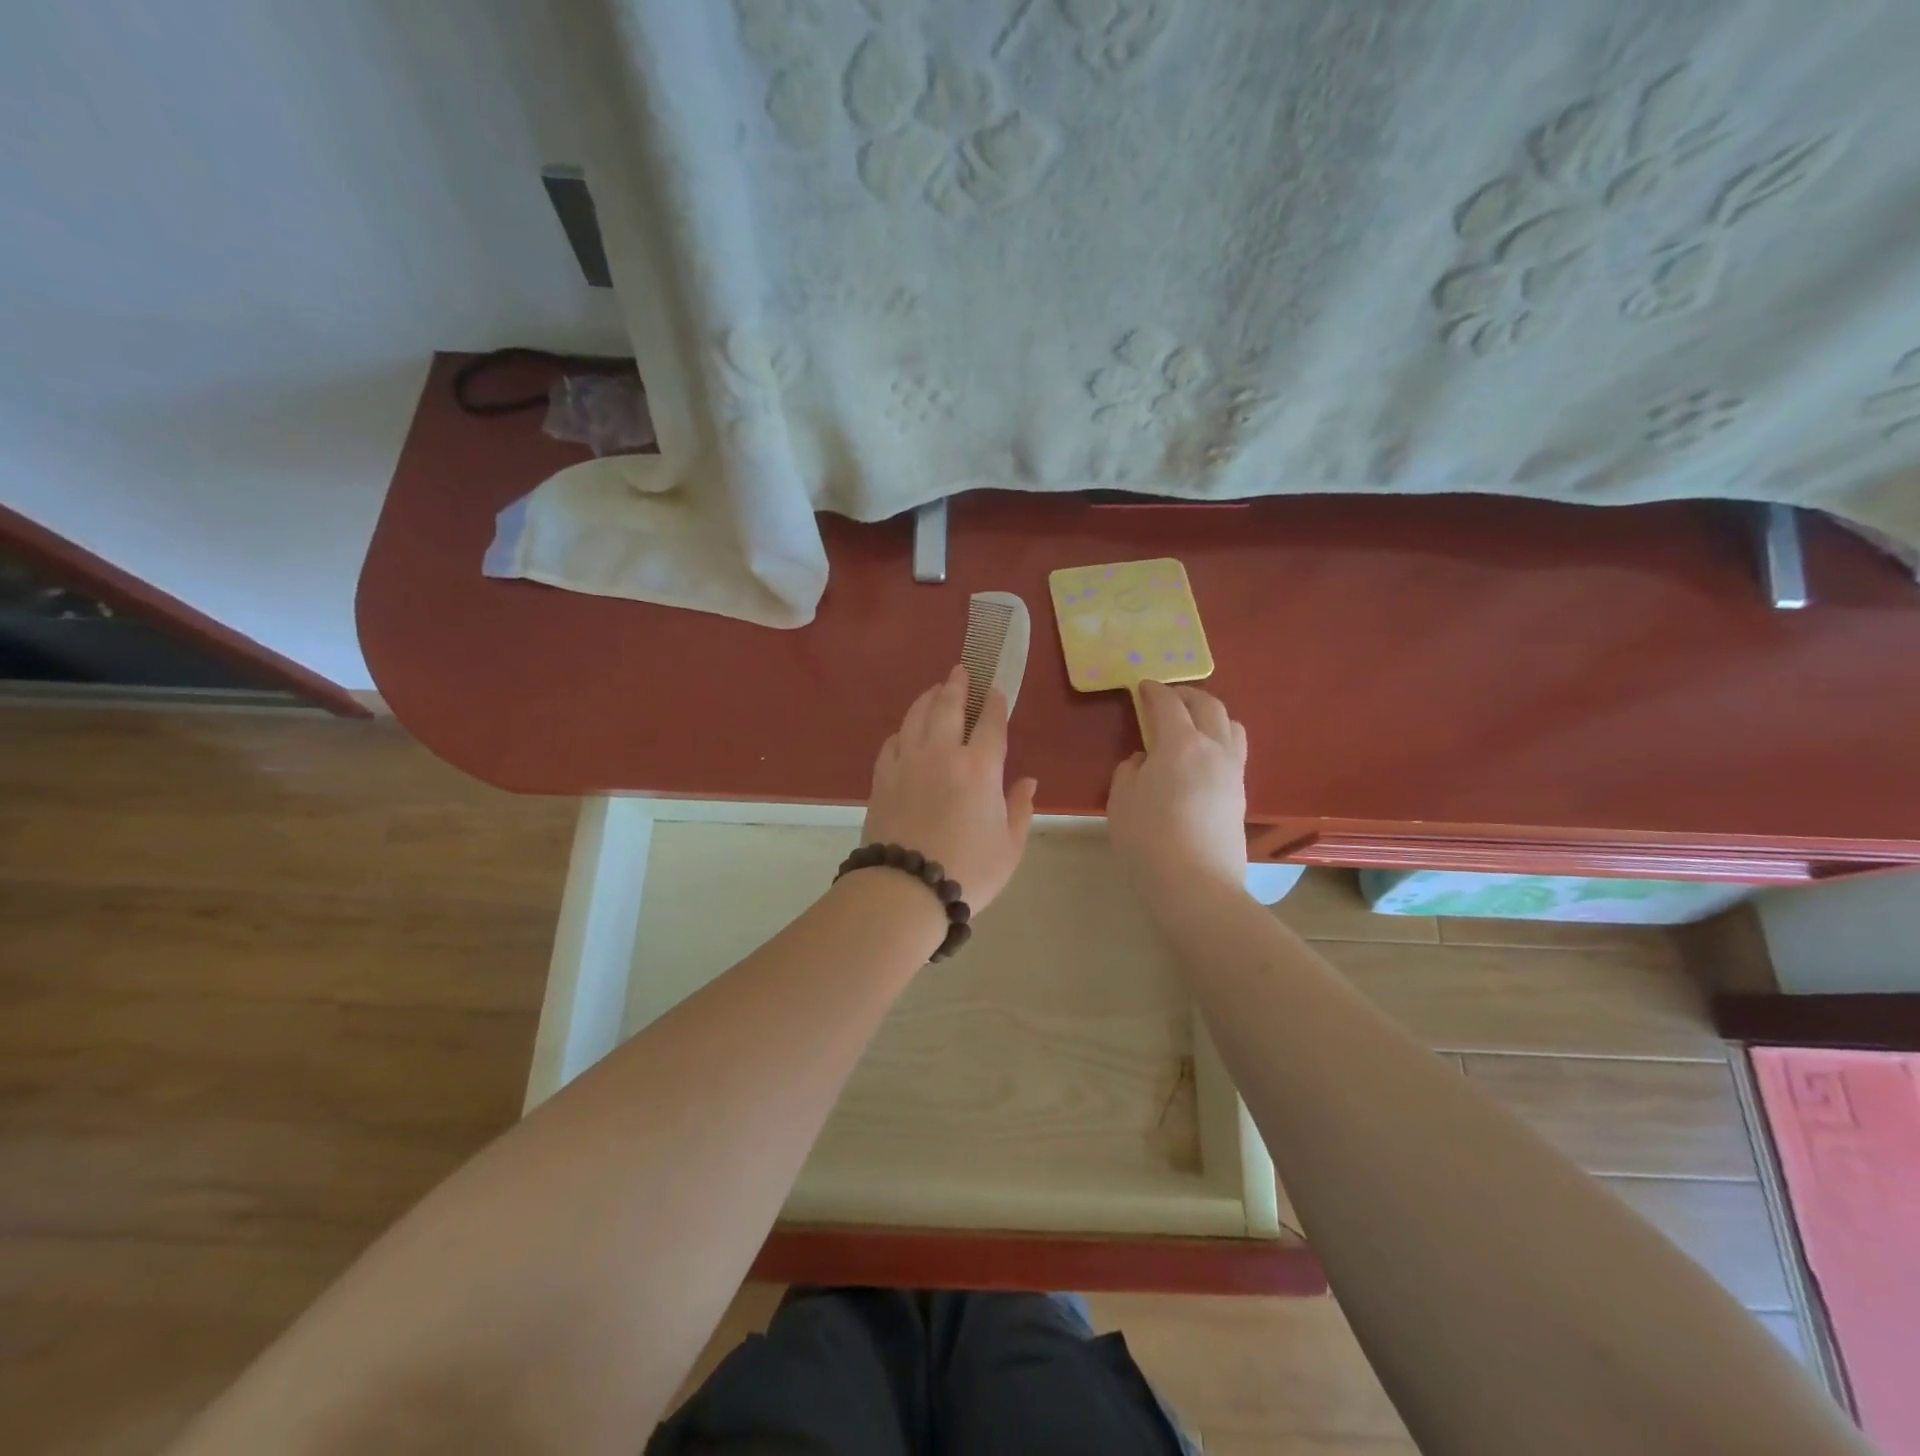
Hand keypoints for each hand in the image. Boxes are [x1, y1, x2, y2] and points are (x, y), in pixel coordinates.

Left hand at [861, 665, 1037, 911]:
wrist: (905, 890)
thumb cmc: (968, 871)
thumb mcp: (1009, 847)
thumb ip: (1020, 809)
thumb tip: (1028, 782)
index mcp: (980, 768)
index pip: (991, 724)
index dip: (995, 704)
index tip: (996, 690)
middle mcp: (942, 754)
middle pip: (948, 707)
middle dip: (956, 686)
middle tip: (960, 672)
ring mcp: (907, 763)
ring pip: (916, 718)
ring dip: (927, 699)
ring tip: (935, 691)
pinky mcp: (882, 778)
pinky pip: (892, 742)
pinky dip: (903, 731)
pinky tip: (907, 732)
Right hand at [1107, 680, 1248, 910]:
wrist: (1196, 883)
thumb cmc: (1148, 838)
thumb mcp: (1122, 800)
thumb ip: (1130, 771)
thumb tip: (1144, 761)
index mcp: (1181, 744)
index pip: (1168, 705)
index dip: (1154, 692)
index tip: (1143, 686)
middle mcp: (1214, 749)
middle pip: (1209, 706)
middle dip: (1187, 695)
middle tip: (1168, 698)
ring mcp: (1233, 772)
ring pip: (1232, 726)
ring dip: (1212, 715)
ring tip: (1194, 724)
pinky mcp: (1241, 795)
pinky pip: (1235, 752)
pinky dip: (1220, 741)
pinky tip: (1203, 759)